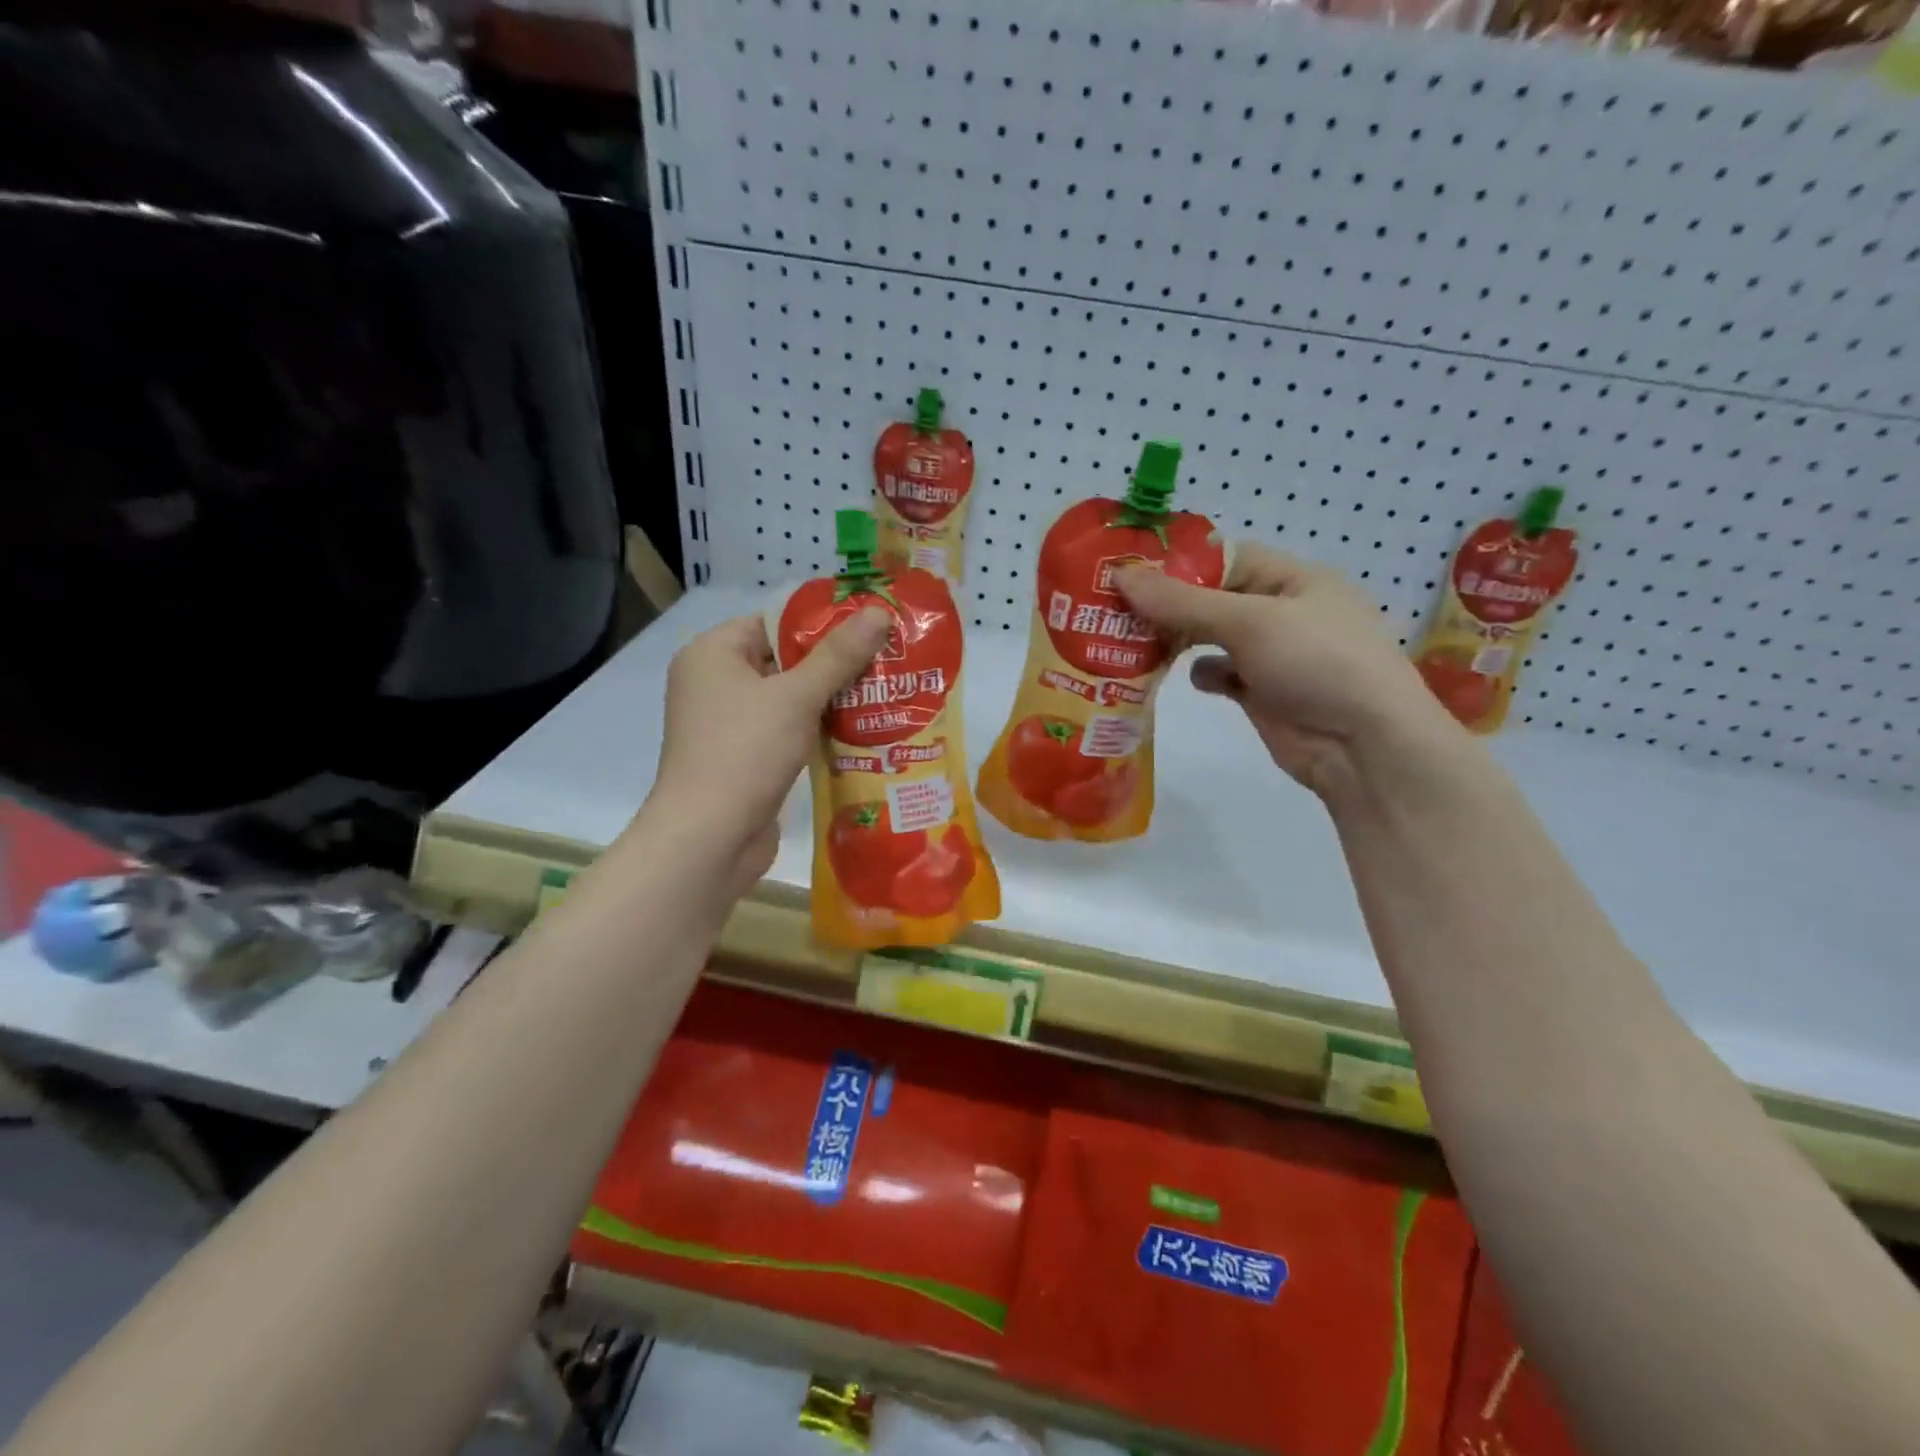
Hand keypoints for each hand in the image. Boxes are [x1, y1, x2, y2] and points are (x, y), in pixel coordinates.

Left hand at [645, 610, 890, 887]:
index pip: (773, 622)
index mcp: (712, 653)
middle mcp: (713, 682)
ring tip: (882, 693)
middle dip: (833, 663)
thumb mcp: (797, 697)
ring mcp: (726, 723)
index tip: (870, 629)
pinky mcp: (741, 757)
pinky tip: (858, 730)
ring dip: (829, 699)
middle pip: (783, 659)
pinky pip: (784, 729)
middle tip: (885, 661)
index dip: (822, 624)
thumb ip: (839, 655)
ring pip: (787, 698)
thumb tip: (879, 612)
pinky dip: (815, 728)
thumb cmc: (746, 752)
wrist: (709, 838)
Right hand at [1116, 544, 1456, 798]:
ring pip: (1211, 636)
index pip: (1225, 558)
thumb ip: (1183, 601)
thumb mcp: (1249, 621)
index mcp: (1293, 579)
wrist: (1364, 747)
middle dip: (1170, 605)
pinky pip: (1221, 673)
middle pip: (1213, 598)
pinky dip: (1203, 674)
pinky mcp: (1261, 693)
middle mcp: (1282, 611)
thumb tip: (1120, 575)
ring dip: (1179, 639)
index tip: (1128, 573)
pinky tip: (1190, 678)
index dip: (1178, 563)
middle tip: (1117, 611)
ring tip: (1136, 643)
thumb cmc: (1317, 663)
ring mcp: (1272, 655)